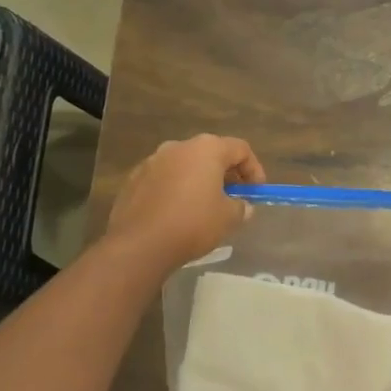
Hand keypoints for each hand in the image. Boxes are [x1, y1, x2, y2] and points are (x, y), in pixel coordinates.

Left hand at [104, 134, 265, 271]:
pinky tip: (176, 213)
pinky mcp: (134, 179)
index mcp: (206, 149)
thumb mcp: (228, 218)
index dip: (254, 168)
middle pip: (210, 153)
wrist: (139, 244)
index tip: (256, 191)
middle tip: (233, 196)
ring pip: (184, 165)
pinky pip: (163, 179)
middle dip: (225, 173)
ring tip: (204, 206)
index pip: (240, 149)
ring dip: (198, 180)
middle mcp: (178, 147)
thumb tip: (243, 206)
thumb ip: (241, 207)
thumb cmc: (192, 224)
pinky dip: (175, 189)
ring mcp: (152, 161)